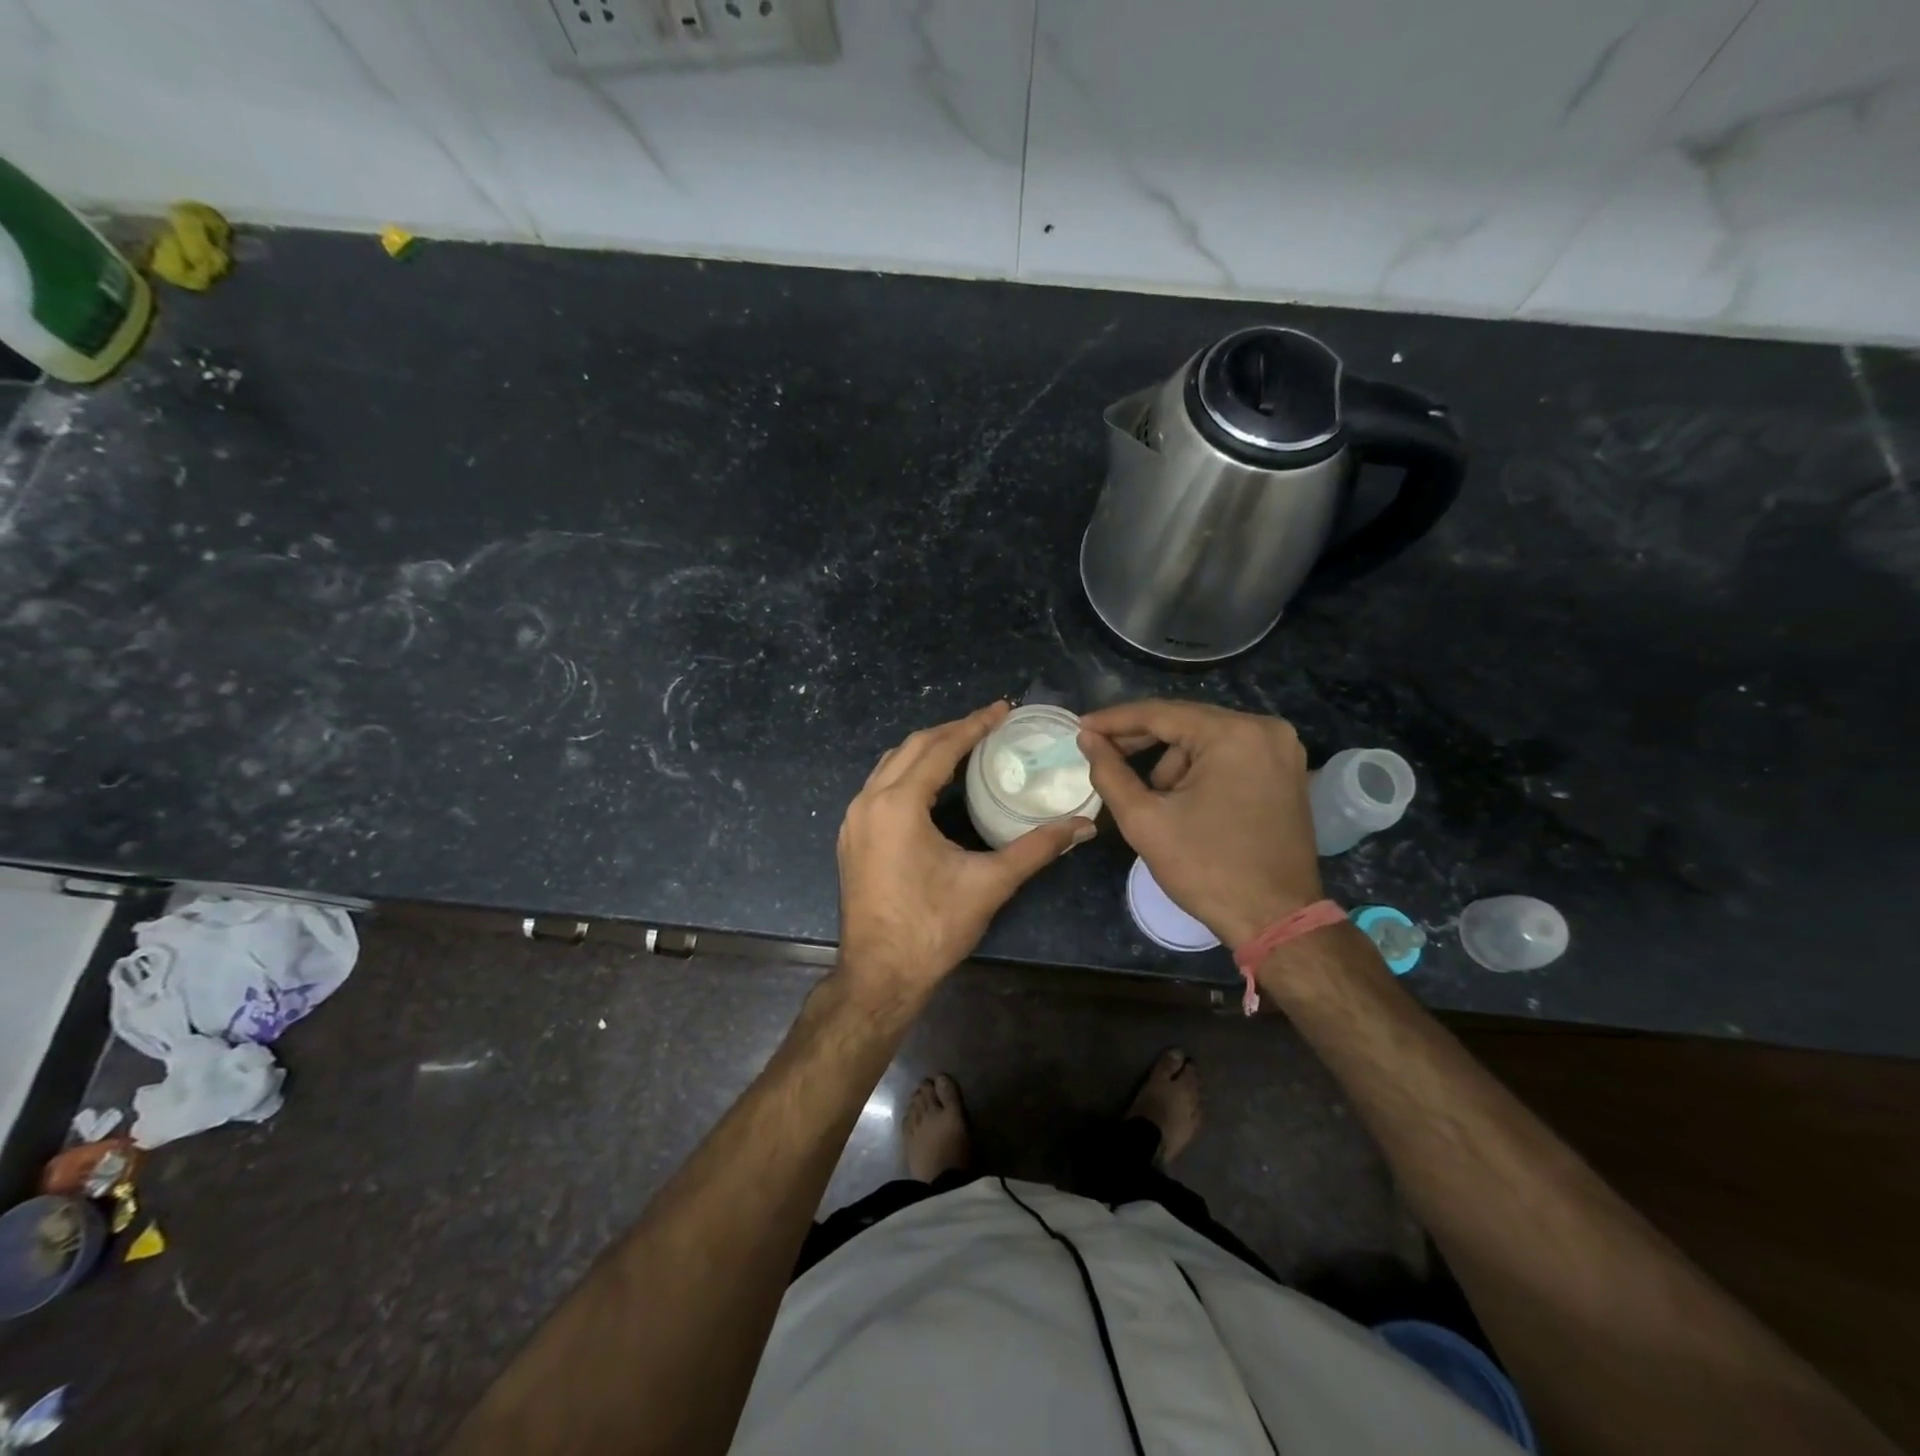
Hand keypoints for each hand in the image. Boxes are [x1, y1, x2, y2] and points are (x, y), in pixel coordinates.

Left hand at [838, 703, 1094, 1003]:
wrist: (879, 976)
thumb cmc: (932, 928)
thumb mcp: (989, 884)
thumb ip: (1037, 848)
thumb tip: (1083, 825)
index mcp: (898, 805)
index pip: (940, 748)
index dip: (974, 725)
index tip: (1003, 708)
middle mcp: (869, 801)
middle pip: (912, 747)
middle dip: (951, 730)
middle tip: (989, 723)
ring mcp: (854, 820)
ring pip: (890, 764)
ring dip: (927, 749)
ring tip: (964, 745)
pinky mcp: (851, 838)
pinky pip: (880, 786)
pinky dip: (908, 772)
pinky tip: (932, 783)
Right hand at [1077, 700, 1322, 947]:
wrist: (1275, 919)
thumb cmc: (1206, 869)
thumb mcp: (1145, 820)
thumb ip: (1109, 772)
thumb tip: (1087, 738)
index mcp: (1234, 734)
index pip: (1161, 714)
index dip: (1115, 720)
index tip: (1081, 727)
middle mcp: (1265, 729)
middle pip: (1186, 722)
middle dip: (1142, 741)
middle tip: (1101, 752)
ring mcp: (1281, 749)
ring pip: (1206, 739)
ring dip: (1172, 762)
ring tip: (1154, 801)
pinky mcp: (1286, 770)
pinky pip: (1229, 754)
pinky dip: (1200, 769)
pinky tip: (1182, 799)